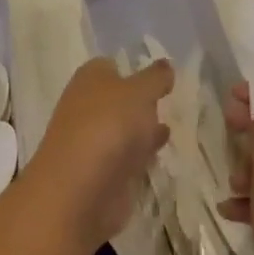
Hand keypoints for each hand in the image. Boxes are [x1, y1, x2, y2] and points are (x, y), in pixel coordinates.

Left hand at [28, 57, 172, 247]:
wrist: (81, 189)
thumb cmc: (108, 126)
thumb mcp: (139, 92)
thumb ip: (154, 78)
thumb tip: (164, 65)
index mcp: (89, 79)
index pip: (110, 66)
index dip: (132, 69)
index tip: (161, 76)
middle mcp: (86, 107)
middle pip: (116, 99)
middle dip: (139, 100)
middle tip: (170, 100)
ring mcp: (92, 142)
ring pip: (122, 129)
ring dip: (142, 128)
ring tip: (172, 125)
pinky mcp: (102, 173)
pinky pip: (126, 157)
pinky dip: (140, 153)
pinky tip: (159, 153)